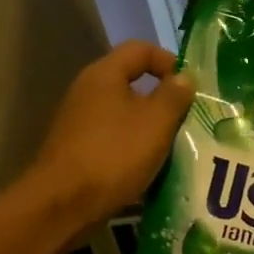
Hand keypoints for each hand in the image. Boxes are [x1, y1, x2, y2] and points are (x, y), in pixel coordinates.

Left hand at [22, 42, 194, 234]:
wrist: (63, 204)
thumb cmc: (114, 154)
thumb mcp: (156, 122)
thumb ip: (174, 95)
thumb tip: (184, 78)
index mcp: (104, 75)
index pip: (140, 49)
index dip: (169, 60)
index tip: (190, 87)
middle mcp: (87, 91)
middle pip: (132, 81)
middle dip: (163, 98)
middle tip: (188, 117)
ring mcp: (79, 121)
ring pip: (124, 113)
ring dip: (150, 125)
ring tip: (174, 144)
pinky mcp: (77, 149)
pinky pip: (113, 137)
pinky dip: (134, 145)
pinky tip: (149, 166)